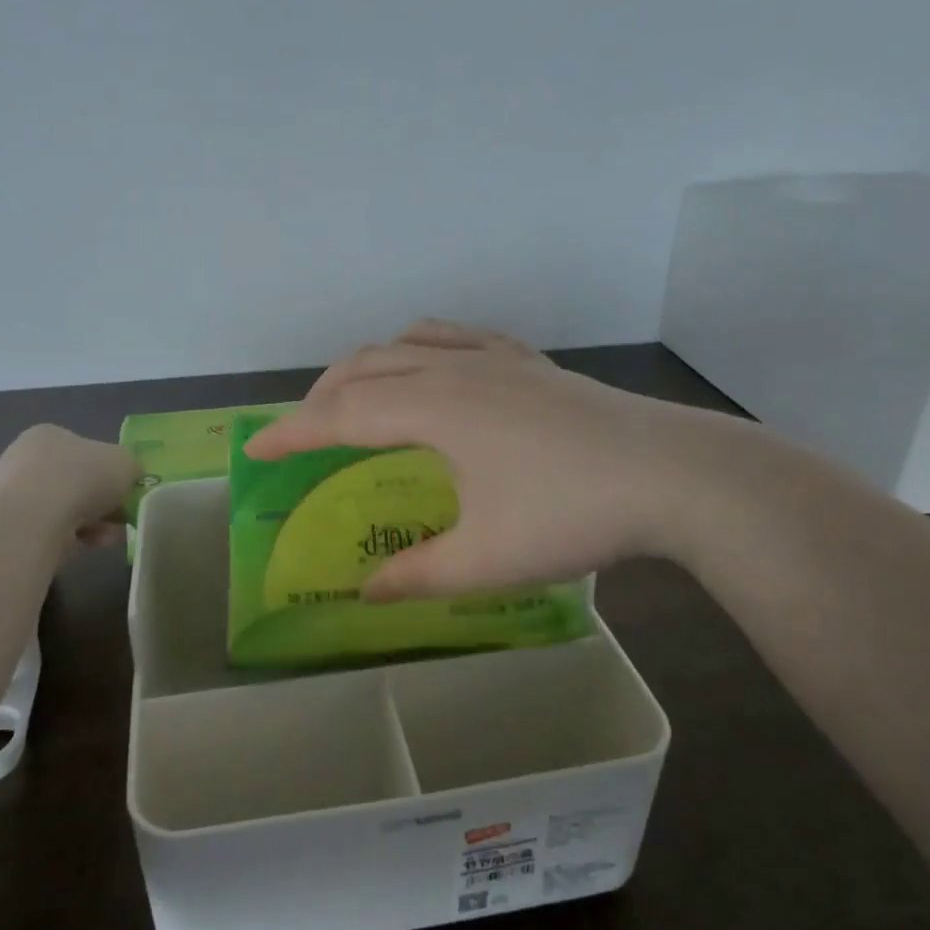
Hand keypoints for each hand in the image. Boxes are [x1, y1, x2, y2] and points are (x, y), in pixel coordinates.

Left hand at [0, 425, 138, 549]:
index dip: (109, 470)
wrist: (33, 521)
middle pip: (76, 482)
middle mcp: (25, 460)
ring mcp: (14, 495)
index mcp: (48, 435)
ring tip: (110, 537)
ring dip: (93, 522)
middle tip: (121, 517)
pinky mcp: (11, 528)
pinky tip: (90, 545)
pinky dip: (74, 538)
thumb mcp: (125, 462)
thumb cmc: (81, 478)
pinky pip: (52, 531)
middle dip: (102, 502)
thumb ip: (131, 466)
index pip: (83, 450)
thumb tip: (129, 475)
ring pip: (66, 509)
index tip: (125, 490)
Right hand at [244, 320, 763, 598]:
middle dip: (320, 396)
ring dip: (365, 365)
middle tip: (299, 433)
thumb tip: (366, 593)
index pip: (340, 414)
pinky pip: (455, 336)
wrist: (675, 474)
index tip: (254, 448)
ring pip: (406, 342)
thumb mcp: (486, 558)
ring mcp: (495, 358)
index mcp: (433, 408)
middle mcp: (454, 369)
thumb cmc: (572, 514)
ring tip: (352, 395)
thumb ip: (417, 574)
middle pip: (364, 367)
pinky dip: (419, 345)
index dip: (291, 431)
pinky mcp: (529, 361)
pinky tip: (429, 364)